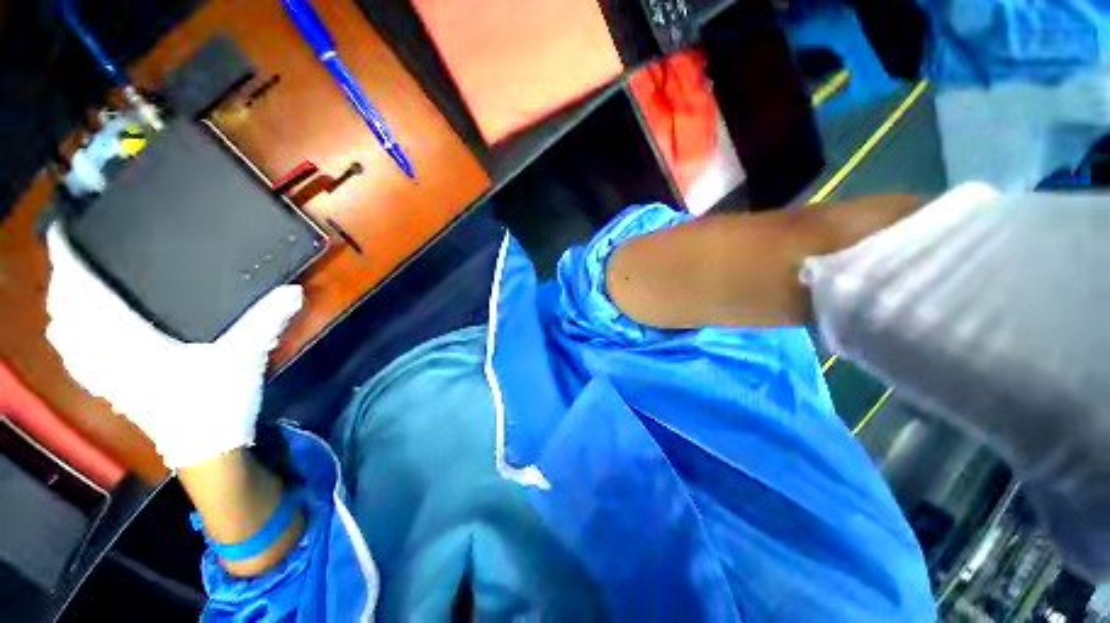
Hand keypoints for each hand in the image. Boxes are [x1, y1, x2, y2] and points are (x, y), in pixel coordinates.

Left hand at [44, 224, 303, 468]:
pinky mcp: (114, 393)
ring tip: (67, 293)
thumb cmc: (219, 402)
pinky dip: (69, 344)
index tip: (60, 233)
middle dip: (59, 285)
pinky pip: (77, 363)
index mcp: (134, 344)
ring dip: (60, 313)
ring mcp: (108, 378)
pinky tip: (77, 339)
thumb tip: (295, 290)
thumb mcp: (246, 357)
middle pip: (65, 316)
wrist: (207, 452)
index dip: (69, 264)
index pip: (88, 297)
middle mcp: (110, 358)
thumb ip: (266, 321)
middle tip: (69, 259)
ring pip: (65, 340)